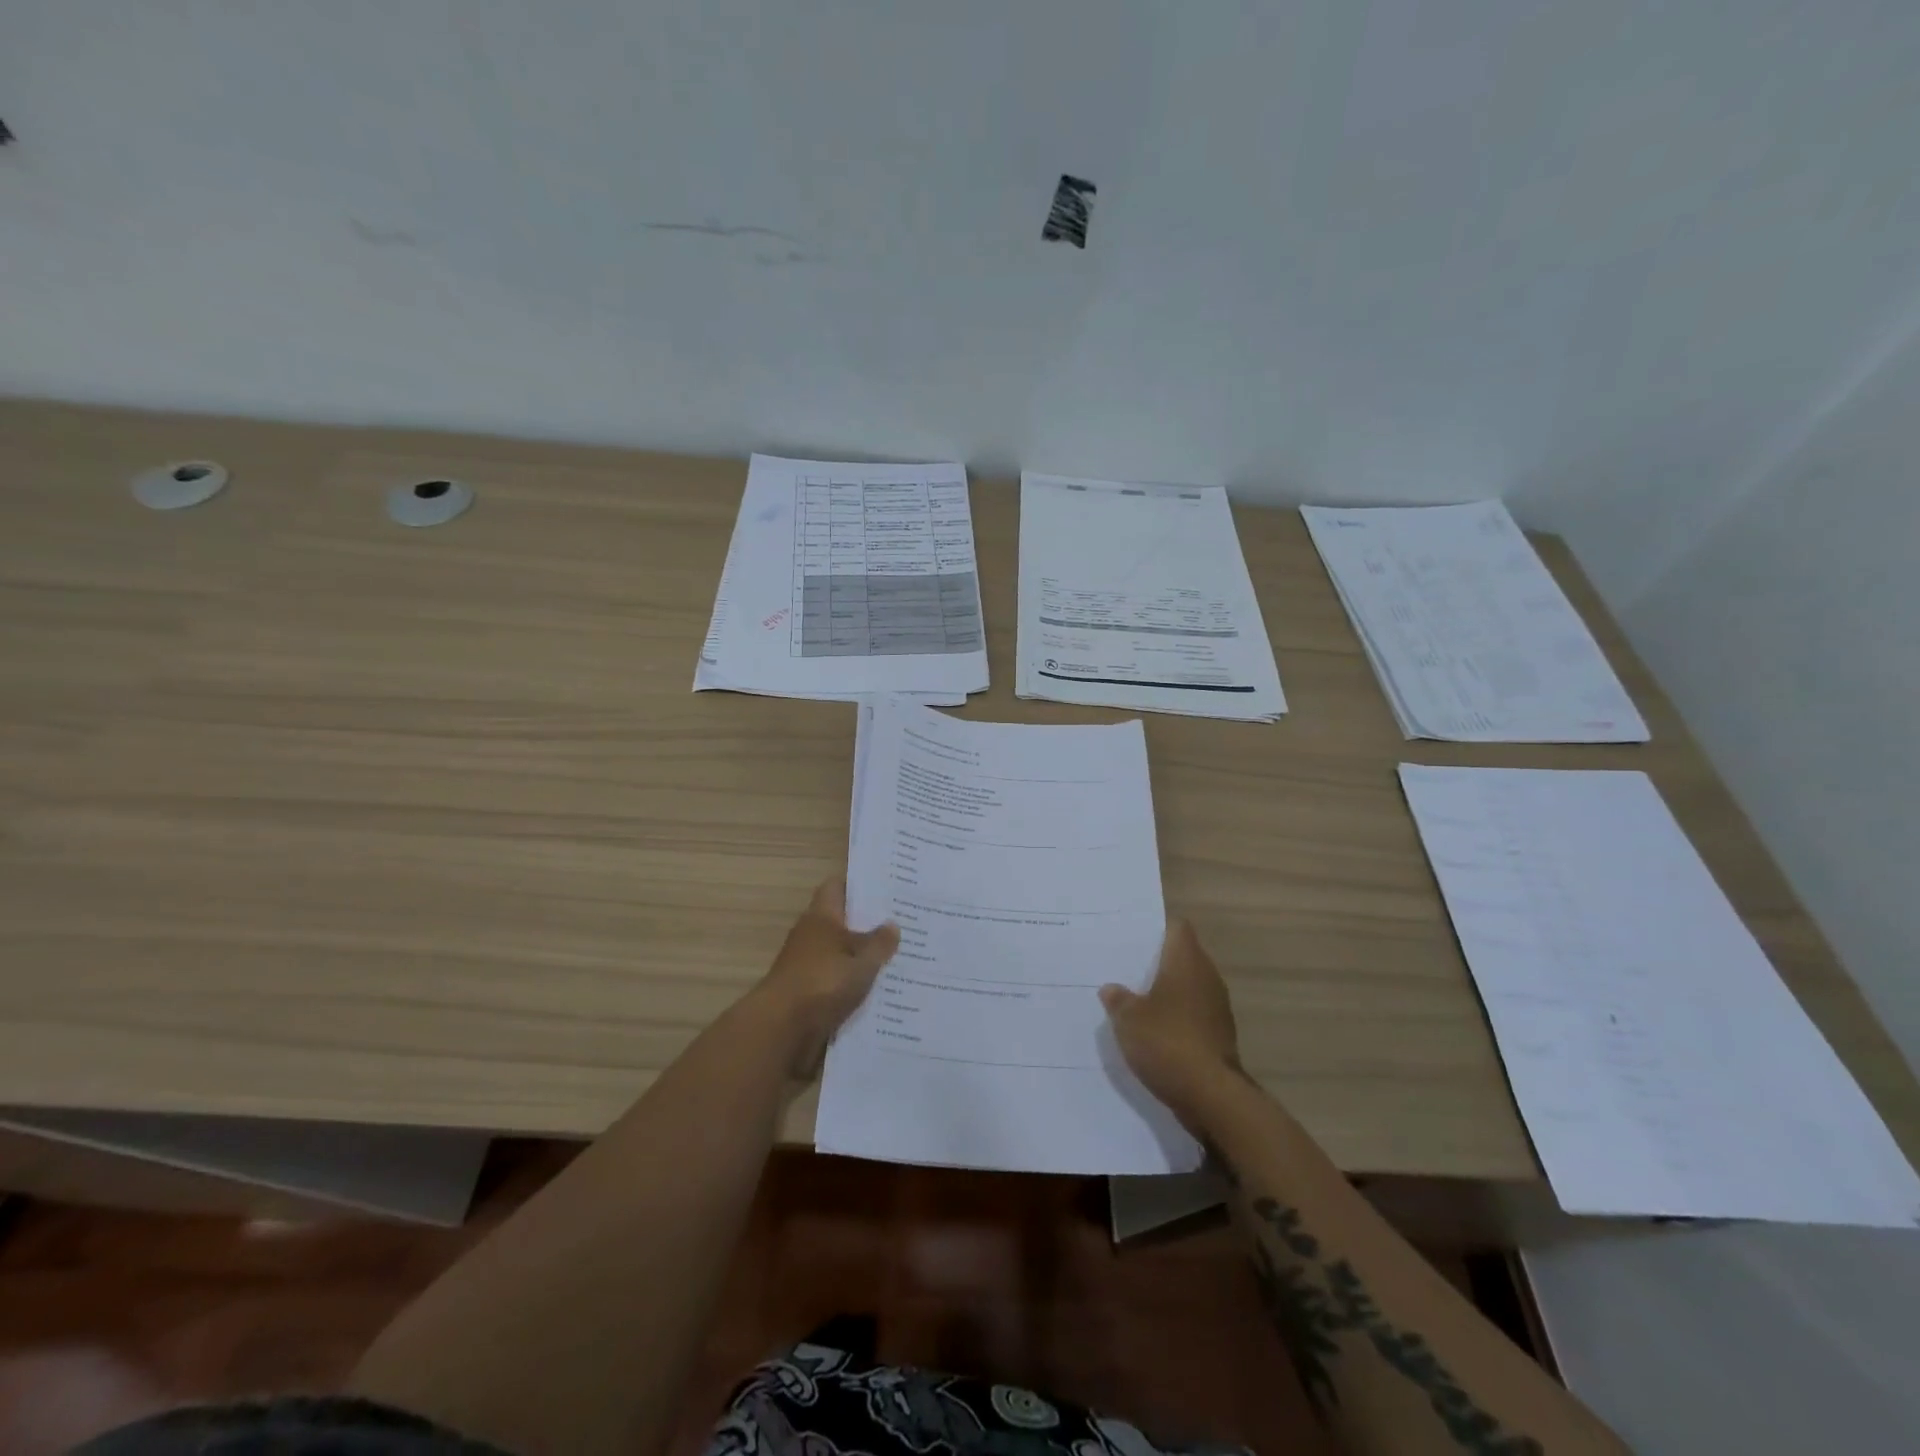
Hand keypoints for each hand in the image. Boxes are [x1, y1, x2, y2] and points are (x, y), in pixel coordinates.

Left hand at [754, 879, 899, 1076]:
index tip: (886, 888)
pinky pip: (837, 980)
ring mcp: (807, 964)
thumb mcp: (861, 961)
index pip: (837, 887)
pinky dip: (853, 982)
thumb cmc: (822, 982)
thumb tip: (892, 924)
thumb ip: (879, 943)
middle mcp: (812, 935)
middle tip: (904, 923)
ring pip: (841, 952)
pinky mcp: (808, 992)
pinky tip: (881, 989)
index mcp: (821, 917)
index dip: (859, 885)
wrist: (781, 1029)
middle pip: (842, 921)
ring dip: (862, 956)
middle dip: (868, 923)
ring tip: (900, 956)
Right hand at [1101, 920, 1241, 1124]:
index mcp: (1187, 961)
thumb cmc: (1167, 1042)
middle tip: (1125, 967)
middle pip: (1183, 957)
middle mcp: (1207, 977)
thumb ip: (1118, 999)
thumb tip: (1111, 988)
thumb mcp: (1128, 1019)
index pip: (1177, 928)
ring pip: (1188, 987)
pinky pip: (1193, 1015)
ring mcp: (1217, 1007)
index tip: (1133, 937)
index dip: (1157, 929)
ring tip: (1135, 999)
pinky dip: (1176, 1018)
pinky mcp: (1220, 1036)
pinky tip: (1154, 1031)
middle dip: (1157, 962)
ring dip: (1167, 992)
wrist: (1211, 1096)